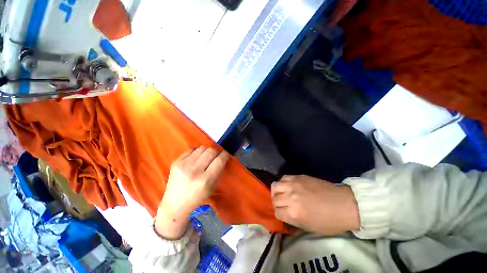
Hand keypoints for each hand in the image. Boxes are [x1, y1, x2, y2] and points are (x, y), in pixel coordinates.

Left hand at [155, 146, 229, 238]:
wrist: (174, 204)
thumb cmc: (197, 198)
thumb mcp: (212, 188)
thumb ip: (218, 172)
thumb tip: (222, 158)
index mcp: (205, 180)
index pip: (219, 160)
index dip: (225, 155)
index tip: (225, 155)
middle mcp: (194, 170)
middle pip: (210, 151)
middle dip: (216, 151)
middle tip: (216, 155)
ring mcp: (183, 165)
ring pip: (201, 148)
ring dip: (207, 150)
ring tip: (206, 156)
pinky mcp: (176, 162)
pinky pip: (191, 150)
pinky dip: (197, 152)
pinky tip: (197, 157)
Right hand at [271, 175, 359, 234]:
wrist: (344, 204)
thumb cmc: (329, 221)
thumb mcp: (309, 227)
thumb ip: (293, 220)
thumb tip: (284, 214)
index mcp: (294, 213)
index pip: (276, 212)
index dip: (279, 214)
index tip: (283, 214)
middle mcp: (290, 197)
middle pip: (274, 198)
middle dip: (277, 203)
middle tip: (283, 204)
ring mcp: (293, 185)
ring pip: (275, 185)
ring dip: (277, 191)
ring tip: (282, 193)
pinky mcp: (298, 176)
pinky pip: (284, 178)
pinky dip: (283, 183)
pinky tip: (288, 186)